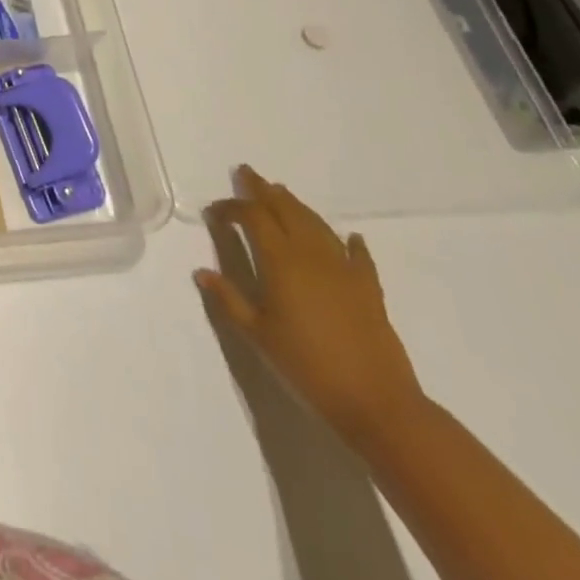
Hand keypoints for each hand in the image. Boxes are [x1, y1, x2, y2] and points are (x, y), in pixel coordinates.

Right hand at [195, 165, 425, 445]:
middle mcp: (310, 254)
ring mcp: (343, 269)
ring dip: (297, 206)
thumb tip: (201, 271)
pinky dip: (351, 243)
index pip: (252, 217)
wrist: (377, 404)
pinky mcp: (369, 289)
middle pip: (285, 210)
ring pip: (316, 224)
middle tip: (247, 174)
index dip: (231, 208)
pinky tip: (351, 237)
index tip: (215, 212)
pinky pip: (358, 256)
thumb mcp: (258, 335)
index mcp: (280, 261)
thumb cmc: (307, 367)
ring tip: (282, 193)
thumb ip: (229, 300)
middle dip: (263, 190)